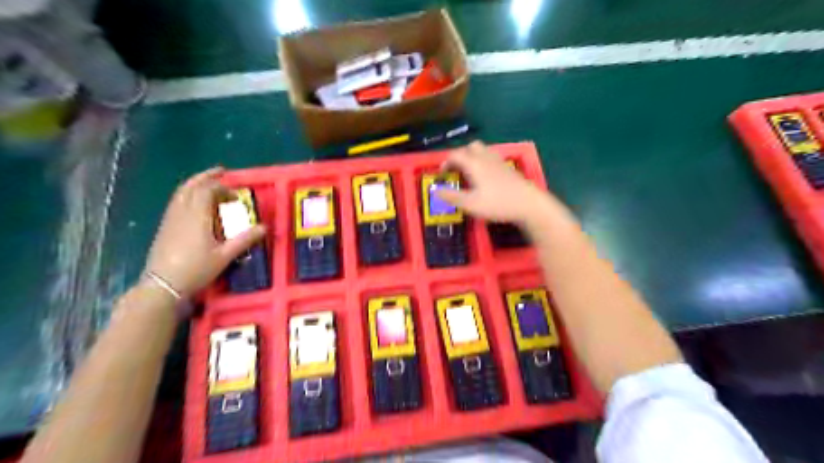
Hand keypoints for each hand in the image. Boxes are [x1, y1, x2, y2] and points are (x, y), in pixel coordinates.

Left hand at [143, 169, 264, 298]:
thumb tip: (264, 227)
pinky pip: (176, 201)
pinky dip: (187, 194)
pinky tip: (194, 203)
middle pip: (192, 186)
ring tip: (208, 183)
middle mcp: (182, 212)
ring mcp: (171, 218)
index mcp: (197, 216)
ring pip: (181, 192)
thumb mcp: (225, 256)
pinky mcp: (165, 226)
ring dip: (195, 184)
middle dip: (206, 177)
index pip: (208, 190)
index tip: (237, 195)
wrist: (163, 284)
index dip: (223, 188)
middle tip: (220, 172)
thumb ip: (244, 239)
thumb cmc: (196, 269)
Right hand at [437, 140, 552, 223]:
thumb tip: (435, 191)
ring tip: (469, 172)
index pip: (456, 155)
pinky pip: (492, 157)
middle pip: (471, 147)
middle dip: (461, 155)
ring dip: (473, 157)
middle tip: (456, 170)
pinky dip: (484, 162)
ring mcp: (499, 161)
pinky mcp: (508, 168)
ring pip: (483, 150)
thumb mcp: (470, 204)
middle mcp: (486, 158)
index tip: (442, 173)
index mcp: (474, 164)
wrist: (528, 204)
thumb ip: (452, 196)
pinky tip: (485, 176)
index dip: (446, 162)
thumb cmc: (497, 204)